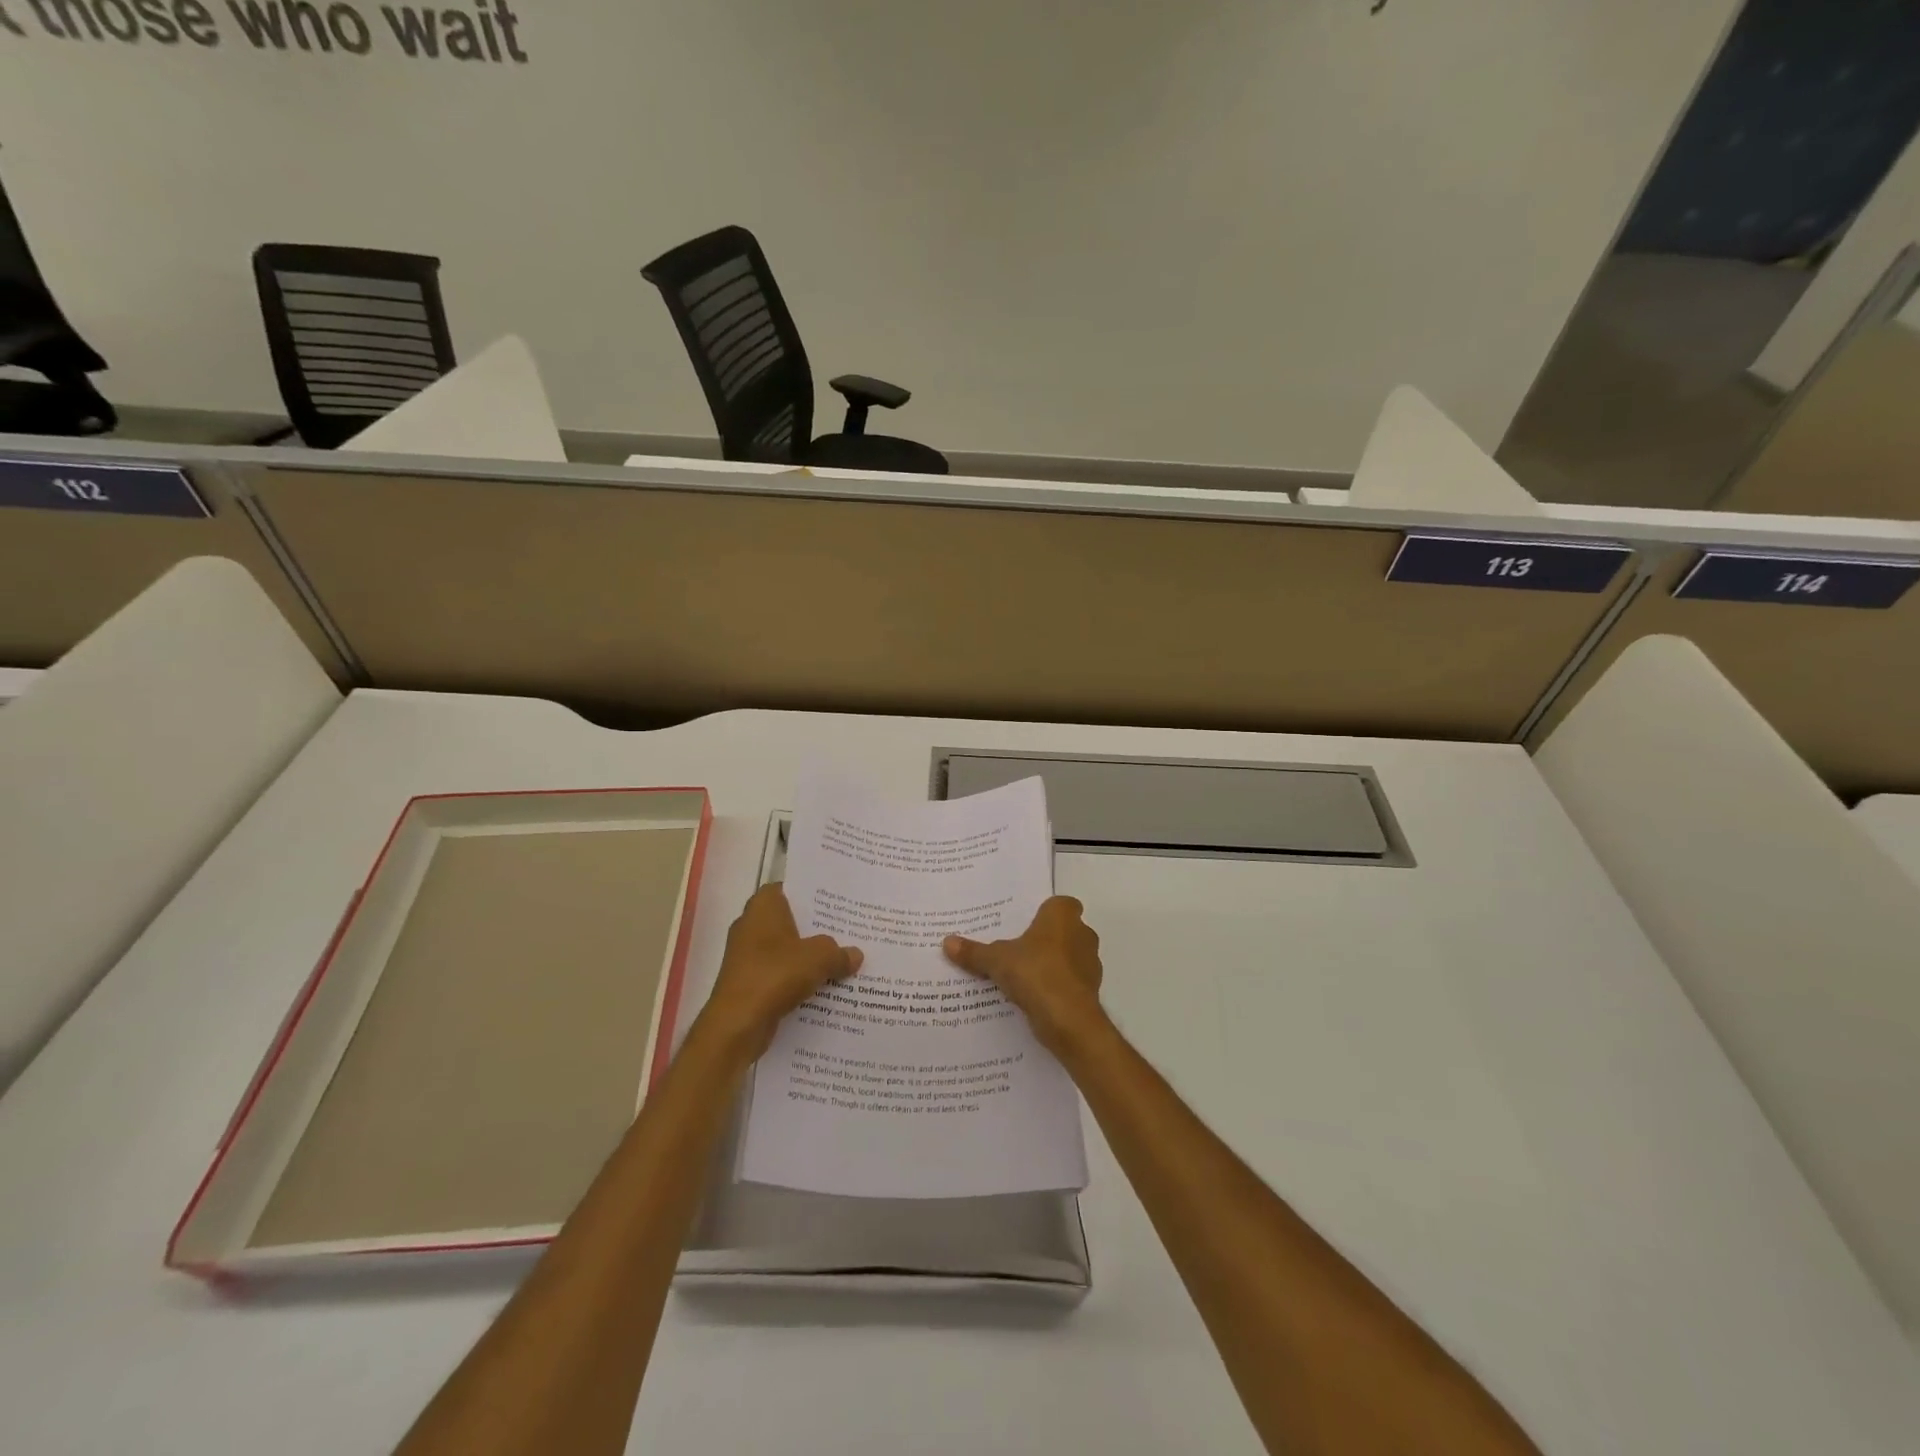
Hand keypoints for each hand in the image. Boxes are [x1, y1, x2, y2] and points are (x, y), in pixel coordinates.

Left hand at [697, 884, 861, 1062]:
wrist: (737, 1024)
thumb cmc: (775, 975)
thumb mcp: (819, 958)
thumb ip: (839, 953)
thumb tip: (855, 955)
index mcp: (763, 907)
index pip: (789, 888)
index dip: (811, 893)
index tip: (836, 901)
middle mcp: (751, 925)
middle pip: (790, 920)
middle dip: (816, 927)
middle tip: (848, 929)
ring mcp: (747, 956)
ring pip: (786, 949)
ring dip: (808, 956)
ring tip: (843, 958)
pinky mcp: (749, 982)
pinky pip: (780, 973)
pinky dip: (798, 978)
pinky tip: (825, 986)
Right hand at [943, 896, 1105, 1055]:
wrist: (1068, 1020)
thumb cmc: (1035, 973)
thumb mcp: (996, 960)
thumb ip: (974, 951)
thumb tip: (947, 942)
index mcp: (1063, 916)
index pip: (1059, 904)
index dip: (1043, 912)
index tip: (1023, 924)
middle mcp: (1082, 933)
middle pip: (1062, 930)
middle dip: (1044, 939)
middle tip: (1015, 948)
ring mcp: (1089, 963)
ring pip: (1067, 957)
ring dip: (1050, 964)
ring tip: (1020, 975)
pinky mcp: (1090, 990)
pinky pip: (1068, 982)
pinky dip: (1055, 987)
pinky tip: (1033, 997)